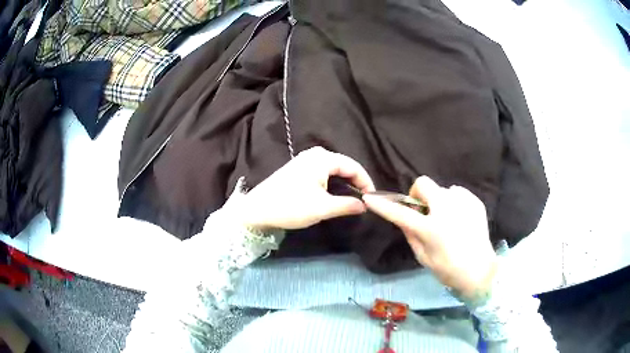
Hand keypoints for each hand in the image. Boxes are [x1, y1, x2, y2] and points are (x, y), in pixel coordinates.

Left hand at [235, 147, 375, 229]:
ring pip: (334, 169)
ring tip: (353, 198)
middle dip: (356, 182)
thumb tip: (365, 205)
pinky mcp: (298, 168)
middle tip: (365, 199)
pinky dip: (333, 182)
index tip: (373, 198)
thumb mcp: (322, 208)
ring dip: (345, 183)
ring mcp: (305, 160)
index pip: (353, 166)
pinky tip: (335, 194)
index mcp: (322, 158)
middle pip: (344, 165)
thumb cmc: (291, 206)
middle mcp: (315, 154)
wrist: (257, 210)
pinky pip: (323, 172)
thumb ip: (347, 205)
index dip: (366, 182)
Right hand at [363, 176, 496, 299]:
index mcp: (431, 229)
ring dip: (439, 201)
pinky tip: (460, 219)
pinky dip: (454, 203)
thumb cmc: (448, 269)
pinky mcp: (475, 201)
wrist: (480, 270)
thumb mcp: (423, 257)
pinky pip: (457, 194)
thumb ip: (411, 235)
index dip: (383, 205)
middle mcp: (446, 210)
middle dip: (419, 194)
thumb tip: (405, 218)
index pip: (400, 213)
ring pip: (443, 189)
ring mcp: (463, 203)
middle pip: (424, 183)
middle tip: (424, 210)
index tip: (370, 198)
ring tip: (448, 219)